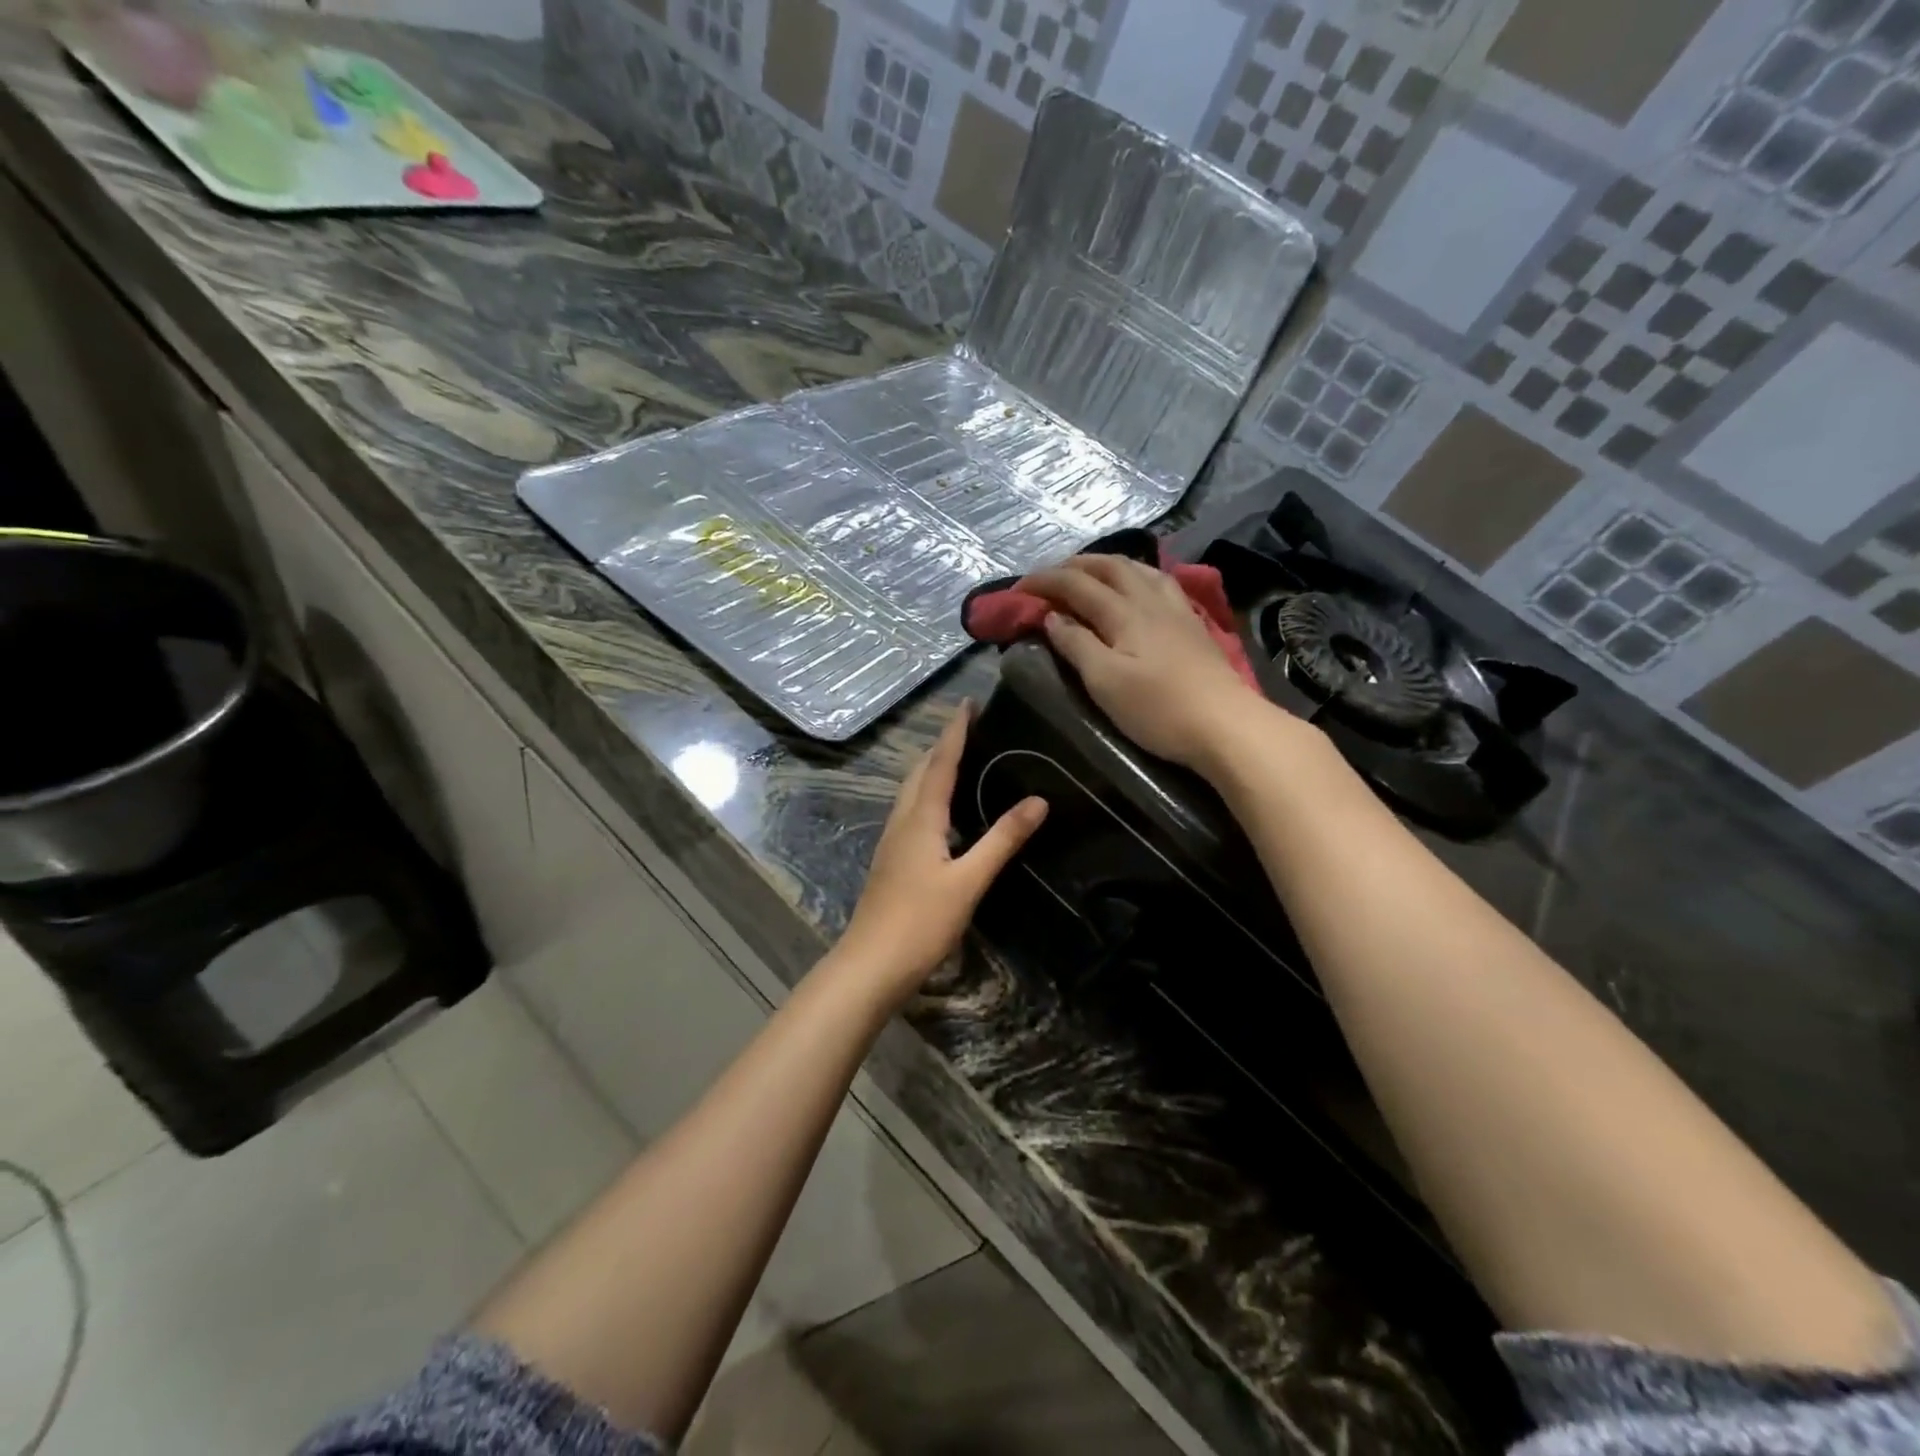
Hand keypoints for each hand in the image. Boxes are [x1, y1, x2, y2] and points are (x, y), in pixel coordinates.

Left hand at [834, 702, 1046, 1004]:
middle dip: (943, 744)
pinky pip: (912, 810)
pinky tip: (944, 810)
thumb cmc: (921, 921)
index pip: (941, 762)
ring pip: (912, 791)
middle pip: (920, 771)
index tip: (968, 702)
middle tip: (970, 727)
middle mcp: (903, 820)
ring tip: (960, 758)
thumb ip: (1002, 839)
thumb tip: (1038, 801)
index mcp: (921, 817)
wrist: (871, 963)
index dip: (955, 731)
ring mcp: (893, 840)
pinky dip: (929, 794)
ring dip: (933, 768)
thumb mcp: (969, 880)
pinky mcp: (893, 859)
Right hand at [1022, 555, 1266, 772]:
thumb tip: (1053, 617)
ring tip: (1091, 573)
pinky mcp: (1194, 625)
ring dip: (1108, 565)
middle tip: (1050, 575)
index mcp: (1123, 613)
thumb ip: (1076, 645)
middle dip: (1075, 565)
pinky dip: (1137, 575)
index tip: (1018, 588)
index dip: (1045, 581)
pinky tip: (1140, 587)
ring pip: (1139, 570)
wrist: (1227, 725)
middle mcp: (1150, 600)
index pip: (1076, 585)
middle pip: (1109, 567)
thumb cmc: (1159, 709)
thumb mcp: (1105, 682)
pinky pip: (1160, 583)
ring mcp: (1177, 610)